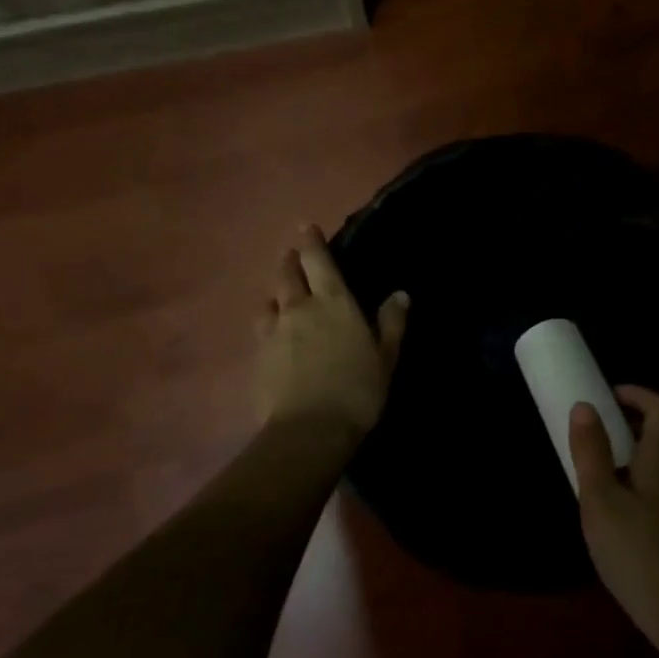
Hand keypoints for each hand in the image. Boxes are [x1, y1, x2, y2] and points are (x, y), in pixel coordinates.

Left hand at [254, 225, 408, 439]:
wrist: (309, 430)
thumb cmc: (358, 390)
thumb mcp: (386, 357)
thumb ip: (391, 323)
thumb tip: (399, 294)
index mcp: (334, 303)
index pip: (318, 261)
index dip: (311, 241)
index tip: (305, 227)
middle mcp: (300, 309)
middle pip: (287, 275)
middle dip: (289, 261)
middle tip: (291, 255)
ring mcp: (274, 332)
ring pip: (270, 300)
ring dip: (276, 292)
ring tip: (280, 294)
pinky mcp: (259, 357)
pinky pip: (261, 328)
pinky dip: (267, 321)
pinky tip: (271, 332)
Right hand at [569, 387, 658, 656]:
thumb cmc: (636, 550)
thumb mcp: (601, 499)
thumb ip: (591, 452)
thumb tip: (585, 406)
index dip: (637, 394)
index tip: (607, 394)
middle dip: (627, 425)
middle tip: (592, 431)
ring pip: (656, 465)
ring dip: (628, 456)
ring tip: (594, 469)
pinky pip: (656, 490)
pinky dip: (633, 483)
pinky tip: (612, 511)